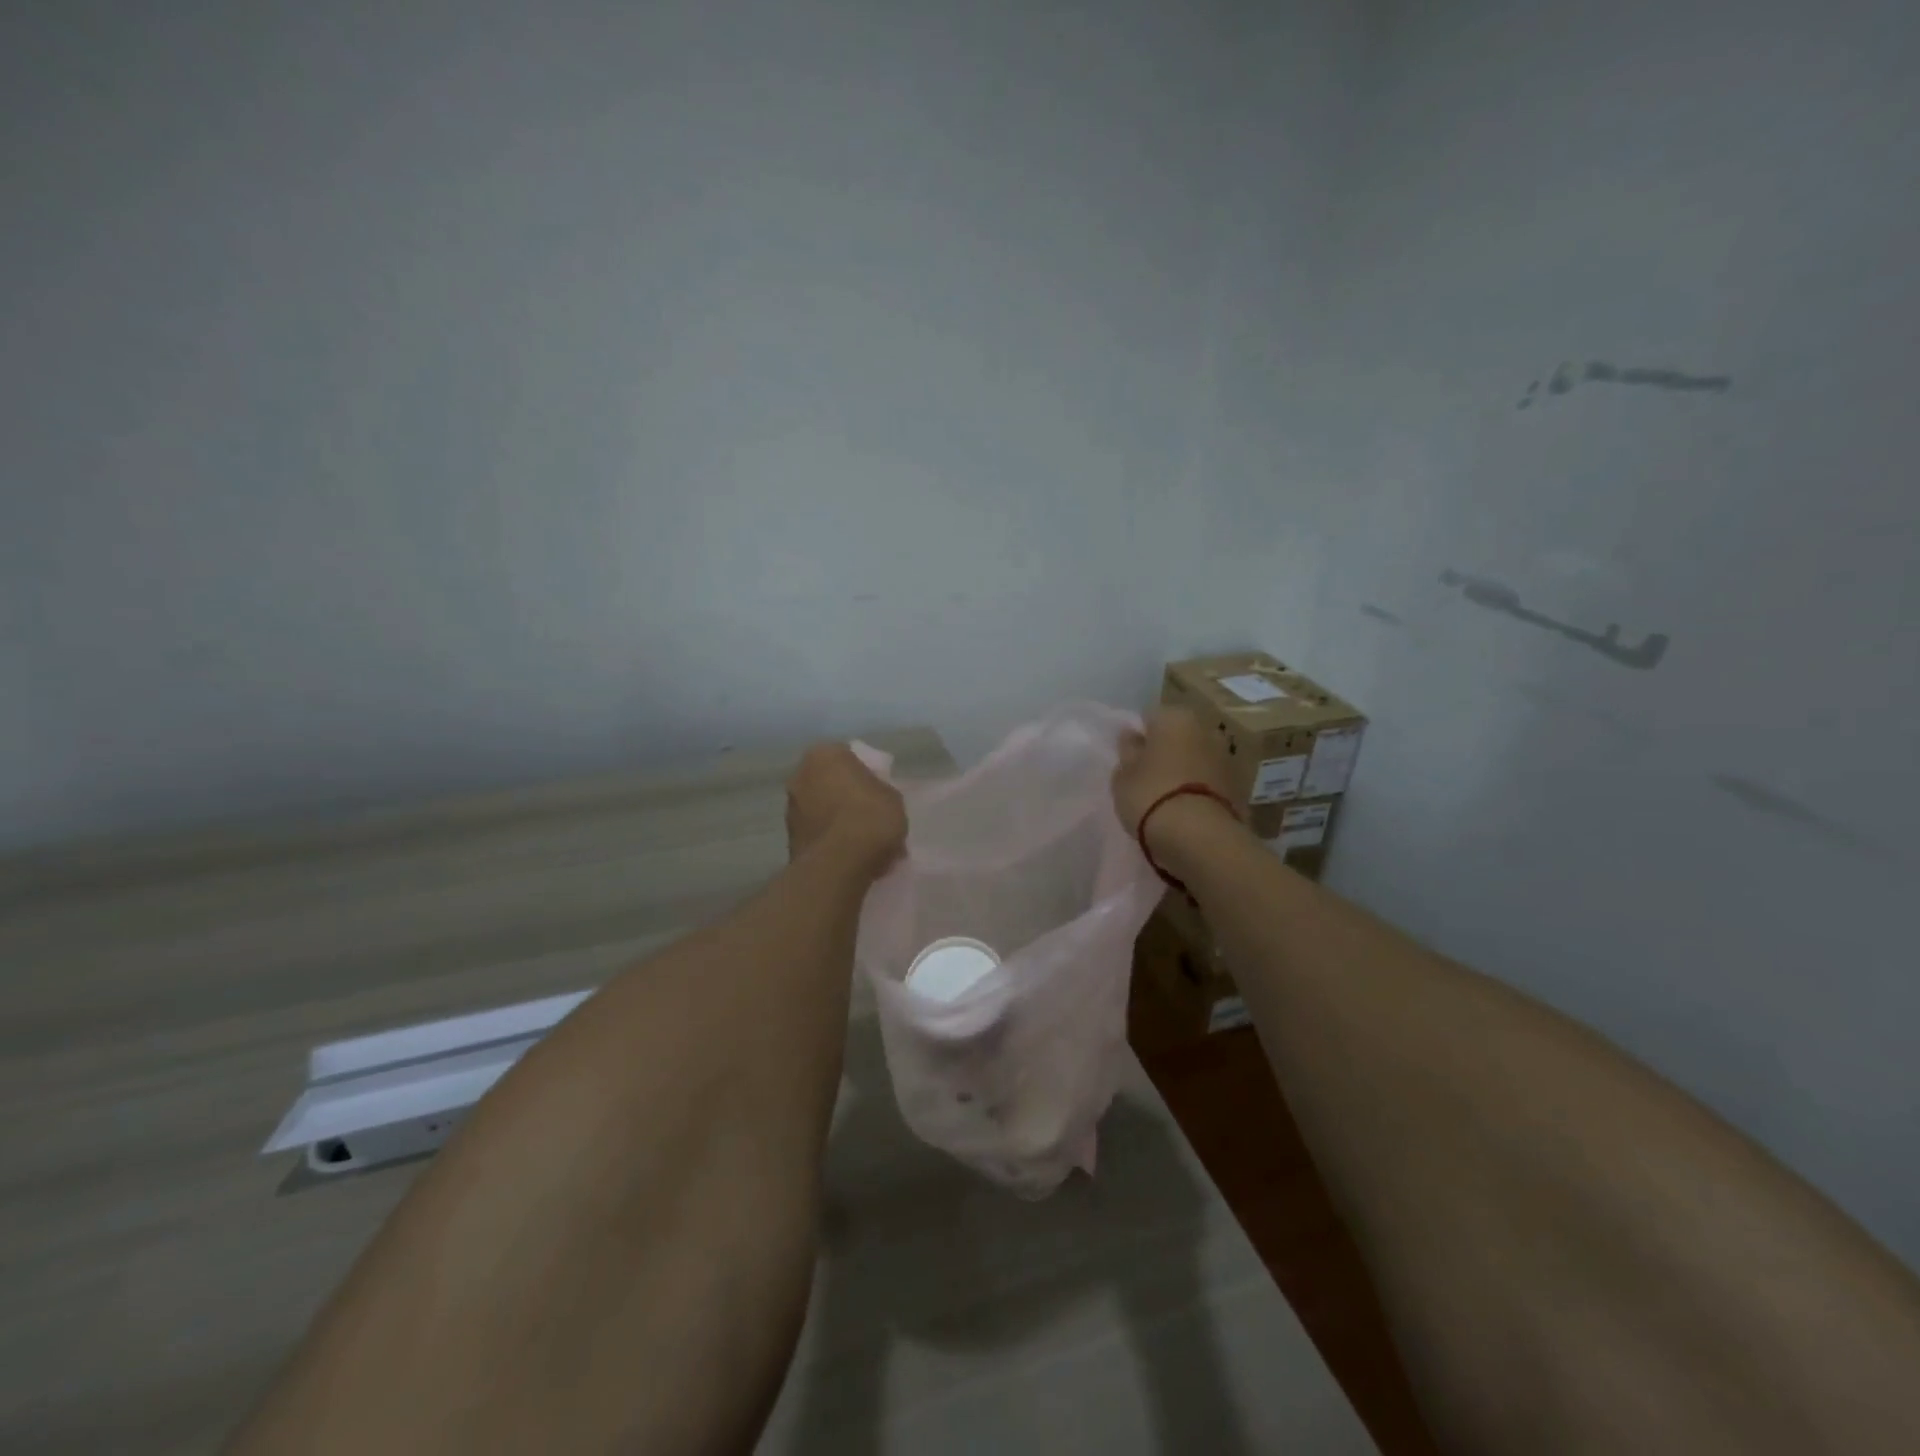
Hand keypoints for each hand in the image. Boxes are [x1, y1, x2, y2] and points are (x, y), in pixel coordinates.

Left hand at [785, 743, 907, 877]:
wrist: (840, 863)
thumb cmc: (871, 817)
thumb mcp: (892, 796)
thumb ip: (878, 790)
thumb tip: (873, 797)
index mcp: (824, 754)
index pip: (846, 756)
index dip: (864, 773)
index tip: (877, 790)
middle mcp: (800, 775)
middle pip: (828, 782)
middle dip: (845, 795)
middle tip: (868, 813)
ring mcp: (790, 808)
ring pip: (819, 808)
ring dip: (835, 819)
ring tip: (860, 840)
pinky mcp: (789, 839)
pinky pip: (817, 833)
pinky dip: (829, 840)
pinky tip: (850, 855)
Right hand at [1112, 707, 1237, 852]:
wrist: (1199, 835)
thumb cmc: (1151, 795)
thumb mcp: (1123, 775)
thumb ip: (1128, 751)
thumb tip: (1132, 736)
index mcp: (1175, 717)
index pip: (1150, 718)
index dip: (1138, 738)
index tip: (1130, 759)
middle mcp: (1205, 728)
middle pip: (1178, 736)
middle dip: (1166, 751)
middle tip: (1147, 776)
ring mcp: (1226, 757)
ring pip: (1196, 757)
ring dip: (1185, 769)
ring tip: (1167, 797)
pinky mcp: (1239, 785)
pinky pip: (1209, 780)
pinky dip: (1199, 788)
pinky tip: (1186, 808)